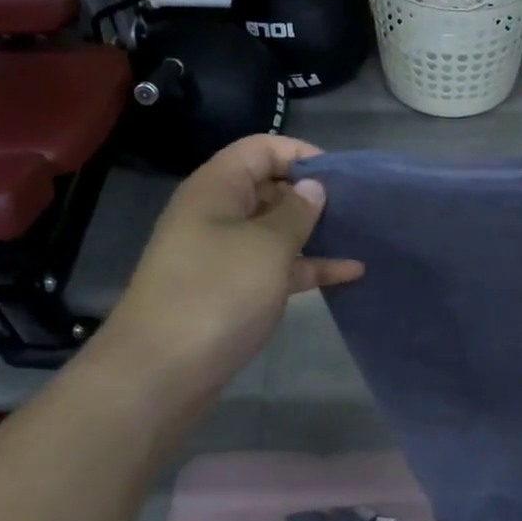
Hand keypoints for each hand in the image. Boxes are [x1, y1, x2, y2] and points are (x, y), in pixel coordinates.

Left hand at [101, 135, 362, 386]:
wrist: (162, 372)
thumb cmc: (217, 294)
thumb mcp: (266, 246)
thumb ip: (296, 212)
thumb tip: (313, 187)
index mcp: (217, 188)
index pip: (261, 149)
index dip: (301, 154)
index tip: (342, 176)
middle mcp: (218, 214)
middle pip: (269, 187)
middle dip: (312, 194)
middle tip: (358, 208)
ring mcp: (224, 254)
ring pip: (276, 230)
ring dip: (315, 232)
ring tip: (359, 237)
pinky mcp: (233, 289)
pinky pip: (276, 266)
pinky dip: (308, 267)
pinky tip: (349, 274)